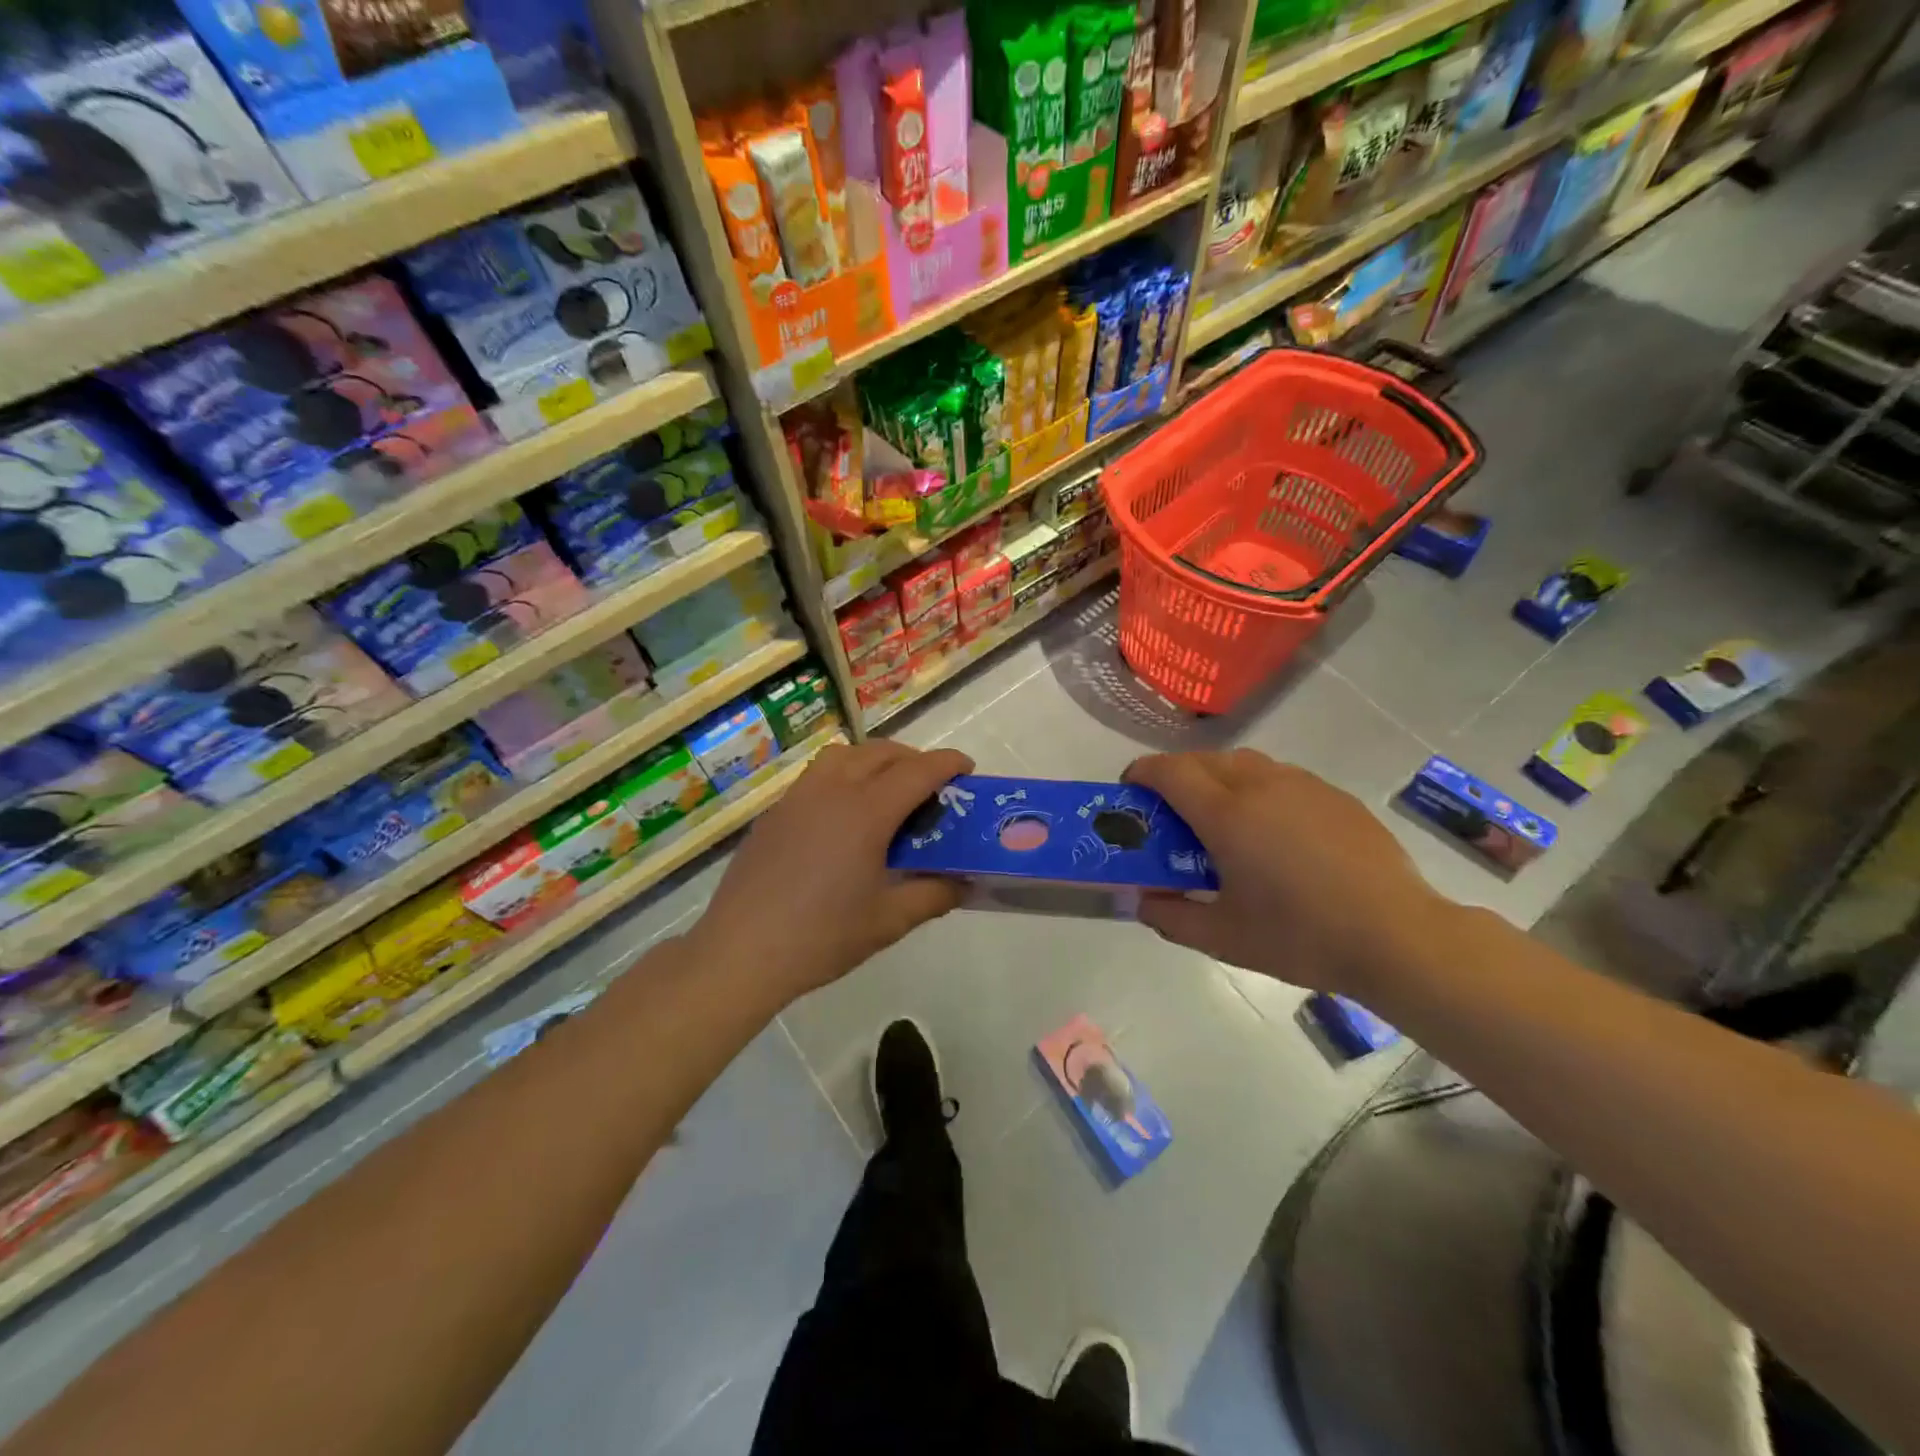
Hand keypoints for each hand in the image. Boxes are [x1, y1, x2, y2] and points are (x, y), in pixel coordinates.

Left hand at [689, 741, 973, 1000]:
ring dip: (875, 760)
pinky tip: (844, 815)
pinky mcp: (775, 813)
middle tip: (932, 786)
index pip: (917, 771)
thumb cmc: (822, 937)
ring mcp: (798, 797)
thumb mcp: (888, 921)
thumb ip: (933, 895)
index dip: (948, 764)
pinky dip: (844, 775)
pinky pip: (818, 775)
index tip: (967, 768)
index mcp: (866, 812)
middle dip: (914, 759)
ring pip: (845, 755)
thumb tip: (963, 882)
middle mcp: (832, 790)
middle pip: (881, 753)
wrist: (742, 951)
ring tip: (888, 790)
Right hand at [1124, 749, 1447, 993]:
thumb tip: (1143, 900)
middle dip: (1176, 774)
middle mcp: (1260, 785)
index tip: (1130, 791)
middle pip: (1203, 759)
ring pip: (1244, 763)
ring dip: (1217, 777)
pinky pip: (1280, 777)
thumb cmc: (1301, 936)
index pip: (1169, 772)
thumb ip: (1172, 917)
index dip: (1142, 774)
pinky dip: (1257, 788)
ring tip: (1220, 818)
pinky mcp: (1334, 796)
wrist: (1398, 936)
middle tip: (1171, 811)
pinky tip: (1272, 831)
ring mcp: (1302, 785)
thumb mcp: (1224, 938)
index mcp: (1226, 814)